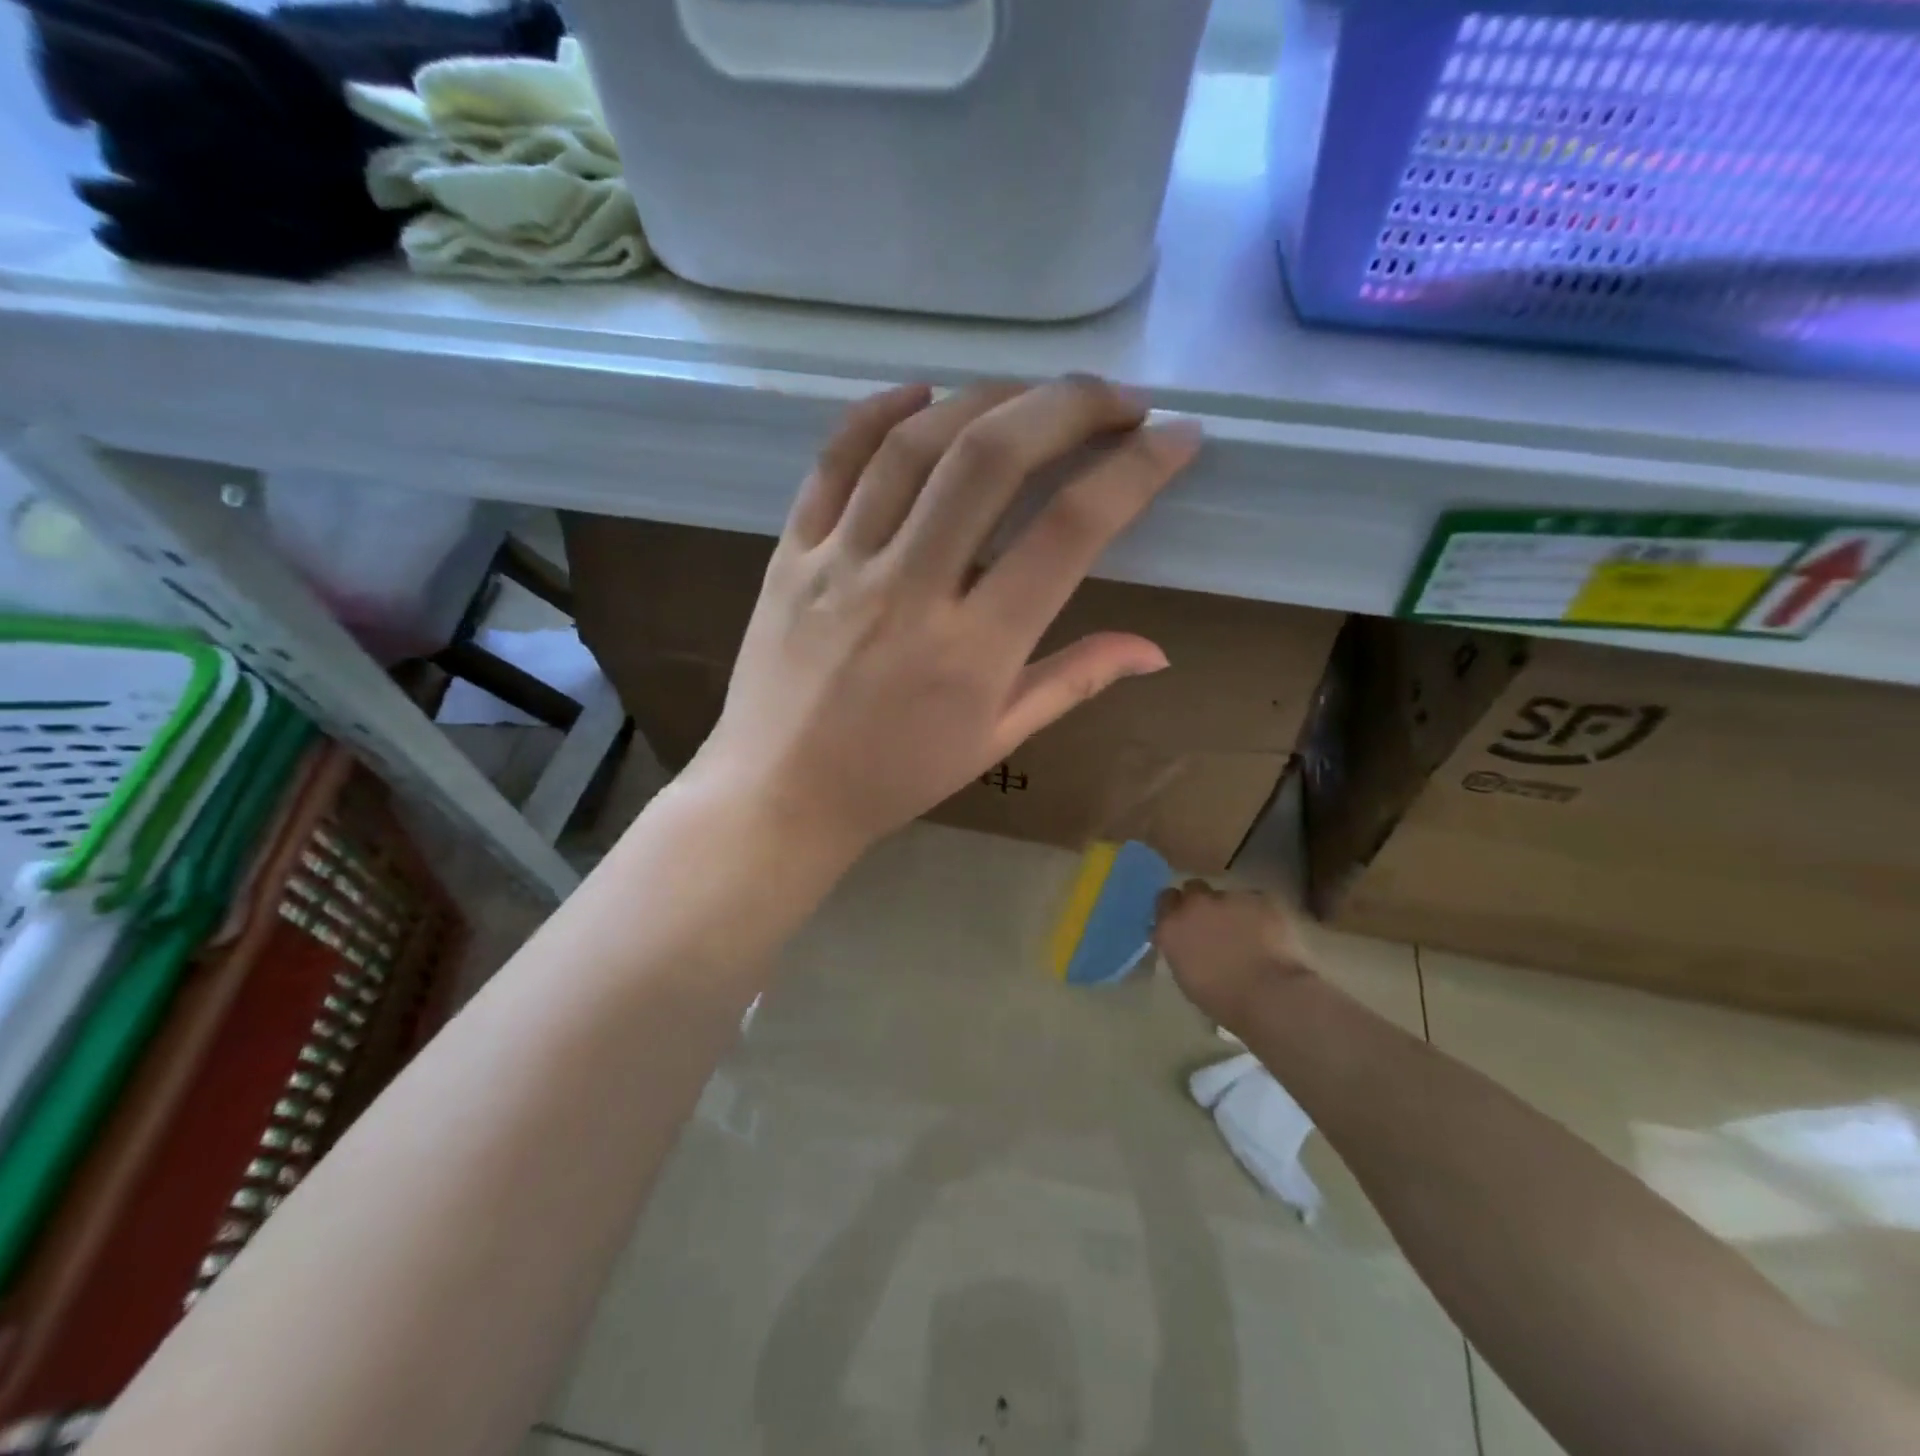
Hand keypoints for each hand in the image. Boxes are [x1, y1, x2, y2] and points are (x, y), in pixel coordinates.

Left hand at [690, 377, 1202, 855]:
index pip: (1068, 532)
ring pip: (915, 446)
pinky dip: (878, 413)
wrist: (779, 795)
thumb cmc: (895, 777)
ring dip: (987, 398)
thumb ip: (1074, 681)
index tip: (1177, 437)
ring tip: (1034, 395)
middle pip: (991, 460)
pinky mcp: (790, 553)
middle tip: (1117, 398)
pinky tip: (923, 392)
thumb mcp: (995, 740)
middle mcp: (909, 590)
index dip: (1134, 471)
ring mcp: (841, 564)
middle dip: (1067, 406)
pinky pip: (833, 463)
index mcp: (972, 650)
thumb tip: (1156, 648)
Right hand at [1154, 883, 1312, 1033]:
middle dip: (1201, 901)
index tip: (1183, 920)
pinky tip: (1269, 934)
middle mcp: (1196, 904)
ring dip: (1232, 910)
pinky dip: (1259, 915)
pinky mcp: (1262, 898)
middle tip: (1213, 923)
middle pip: (1193, 888)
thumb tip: (1185, 941)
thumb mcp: (1186, 976)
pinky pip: (1257, 901)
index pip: (1165, 900)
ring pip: (1228, 896)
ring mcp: (1230, 897)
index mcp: (1172, 926)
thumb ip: (1180, 949)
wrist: (1270, 995)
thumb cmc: (1223, 999)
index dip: (1175, 908)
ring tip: (1248, 934)